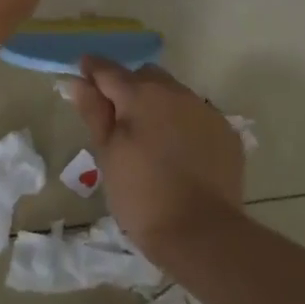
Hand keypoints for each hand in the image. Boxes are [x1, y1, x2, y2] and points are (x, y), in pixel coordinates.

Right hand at [64, 59, 245, 254]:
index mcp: (141, 95)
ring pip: (173, 93)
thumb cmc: (141, 196)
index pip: (108, 70)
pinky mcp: (225, 131)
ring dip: (158, 104)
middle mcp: (175, 92)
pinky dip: (183, 123)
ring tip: (150, 139)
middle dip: (128, 87)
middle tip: (117, 118)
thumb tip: (79, 81)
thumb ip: (94, 112)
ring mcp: (204, 110)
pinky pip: (196, 115)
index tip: (82, 74)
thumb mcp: (107, 155)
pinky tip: (179, 153)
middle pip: (145, 76)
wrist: (201, 233)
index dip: (92, 70)